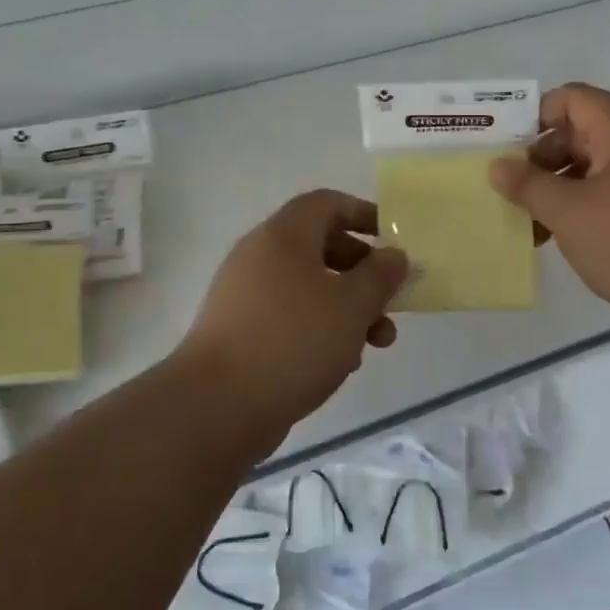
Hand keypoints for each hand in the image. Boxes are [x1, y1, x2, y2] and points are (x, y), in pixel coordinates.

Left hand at [178, 189, 409, 441]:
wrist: (216, 406)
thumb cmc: (293, 341)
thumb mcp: (352, 305)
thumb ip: (380, 275)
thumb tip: (393, 254)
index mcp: (284, 235)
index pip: (327, 203)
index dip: (364, 214)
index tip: (394, 241)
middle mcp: (260, 255)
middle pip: (321, 246)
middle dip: (363, 273)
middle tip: (390, 300)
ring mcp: (245, 294)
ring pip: (308, 287)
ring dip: (347, 308)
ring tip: (375, 343)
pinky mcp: (239, 331)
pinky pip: (288, 316)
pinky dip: (318, 329)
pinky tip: (339, 364)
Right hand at [491, 82, 609, 335]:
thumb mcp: (567, 210)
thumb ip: (527, 184)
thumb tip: (497, 166)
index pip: (574, 98)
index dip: (536, 114)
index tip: (506, 146)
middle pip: (581, 133)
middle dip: (541, 158)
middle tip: (510, 187)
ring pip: (592, 170)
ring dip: (557, 189)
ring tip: (525, 219)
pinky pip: (608, 198)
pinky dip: (579, 209)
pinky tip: (554, 238)